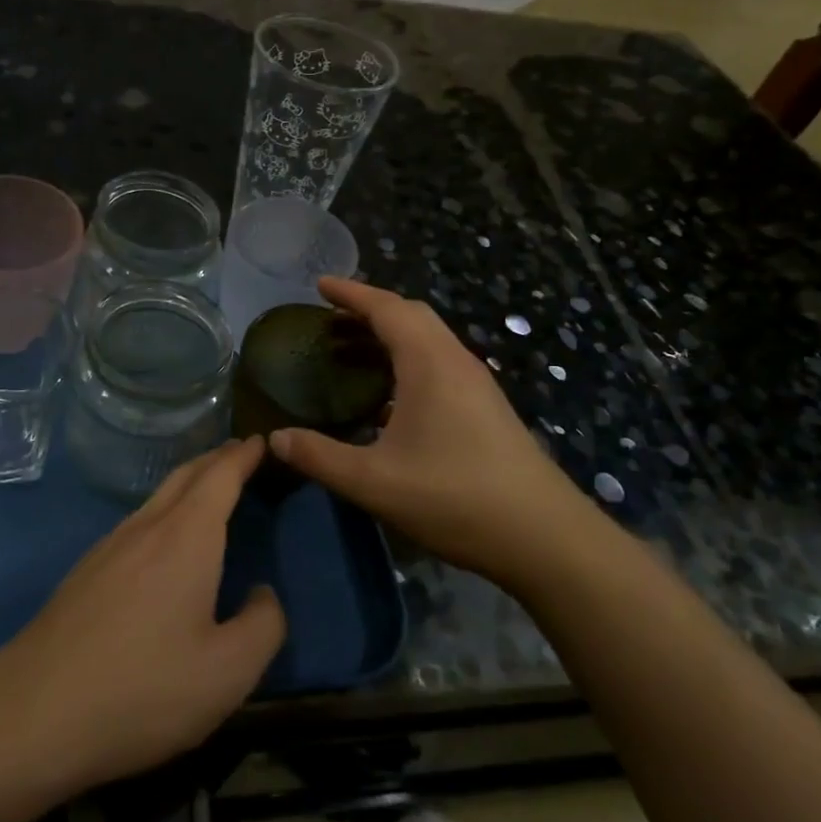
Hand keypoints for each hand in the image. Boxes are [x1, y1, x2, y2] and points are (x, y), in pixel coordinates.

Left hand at [0, 439, 284, 795]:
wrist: (32, 714)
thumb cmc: (142, 691)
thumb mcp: (227, 673)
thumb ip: (263, 626)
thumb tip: (263, 593)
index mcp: (186, 538)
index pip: (220, 476)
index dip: (243, 456)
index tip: (261, 441)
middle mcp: (146, 528)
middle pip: (185, 475)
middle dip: (215, 459)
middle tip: (240, 453)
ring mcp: (109, 547)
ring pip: (157, 497)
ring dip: (188, 482)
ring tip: (209, 488)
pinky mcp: (85, 571)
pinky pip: (137, 521)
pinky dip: (165, 509)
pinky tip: (164, 538)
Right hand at [268, 278, 592, 579]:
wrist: (544, 537)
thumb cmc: (455, 498)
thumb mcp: (374, 482)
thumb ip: (320, 457)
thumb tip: (276, 438)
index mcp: (429, 364)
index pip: (387, 308)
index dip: (351, 293)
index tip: (320, 284)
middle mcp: (456, 362)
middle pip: (411, 316)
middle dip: (369, 310)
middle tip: (330, 319)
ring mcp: (476, 384)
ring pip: (428, 340)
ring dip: (389, 336)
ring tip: (350, 352)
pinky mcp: (486, 408)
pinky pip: (439, 364)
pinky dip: (406, 361)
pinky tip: (387, 399)